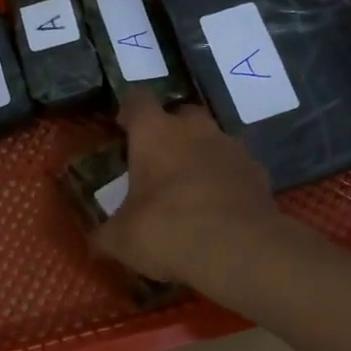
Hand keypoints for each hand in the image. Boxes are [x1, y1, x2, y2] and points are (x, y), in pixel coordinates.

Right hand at [92, 92, 282, 285]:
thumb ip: (104, 235)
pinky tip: (219, 209)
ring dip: (200, 156)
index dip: (129, 111)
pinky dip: (226, 181)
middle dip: (170, 132)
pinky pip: (235, 168)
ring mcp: (231, 148)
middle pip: (181, 114)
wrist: (239, 250)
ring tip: (190, 189)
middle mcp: (195, 129)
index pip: (138, 100)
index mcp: (154, 133)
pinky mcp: (258, 172)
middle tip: (157, 162)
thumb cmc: (167, 231)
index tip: (123, 128)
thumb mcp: (121, 240)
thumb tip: (92, 242)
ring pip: (212, 140)